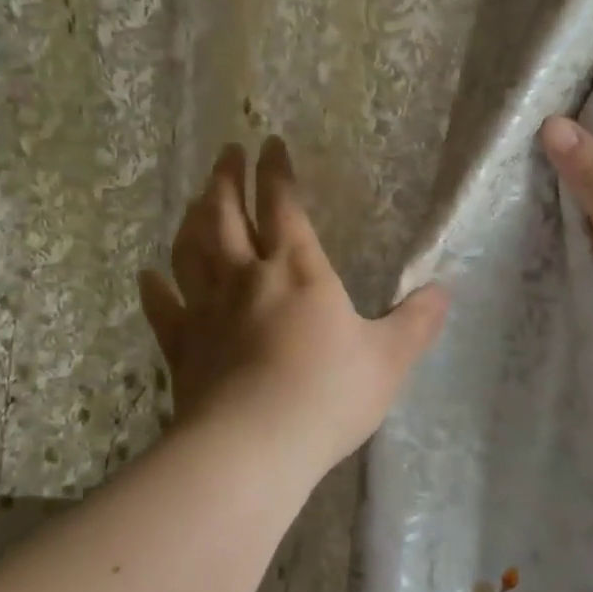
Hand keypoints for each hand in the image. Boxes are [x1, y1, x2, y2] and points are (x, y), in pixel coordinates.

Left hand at [138, 137, 449, 479]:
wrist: (252, 448)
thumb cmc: (327, 395)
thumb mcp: (388, 360)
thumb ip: (416, 323)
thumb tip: (444, 291)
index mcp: (297, 270)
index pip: (283, 205)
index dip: (276, 171)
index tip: (269, 143)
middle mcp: (246, 277)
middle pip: (227, 215)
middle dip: (227, 179)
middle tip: (226, 153)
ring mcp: (207, 310)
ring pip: (191, 250)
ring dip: (193, 218)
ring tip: (196, 198)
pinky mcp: (181, 346)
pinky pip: (163, 308)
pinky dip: (154, 288)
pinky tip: (148, 275)